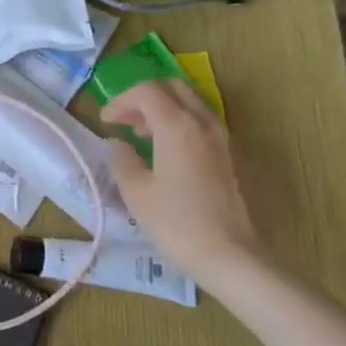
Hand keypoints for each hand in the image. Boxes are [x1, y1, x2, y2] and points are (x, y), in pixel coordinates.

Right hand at [101, 78, 262, 284]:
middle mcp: (206, 123)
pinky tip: (172, 157)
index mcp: (177, 126)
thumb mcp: (136, 192)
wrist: (234, 257)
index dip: (121, 101)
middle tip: (127, 121)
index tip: (106, 121)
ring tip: (146, 138)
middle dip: (145, 98)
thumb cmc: (177, 223)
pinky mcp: (238, 157)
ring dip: (166, 111)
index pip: (147, 91)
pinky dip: (184, 127)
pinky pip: (206, 126)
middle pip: (174, 88)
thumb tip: (120, 146)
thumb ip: (123, 160)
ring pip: (193, 105)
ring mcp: (227, 139)